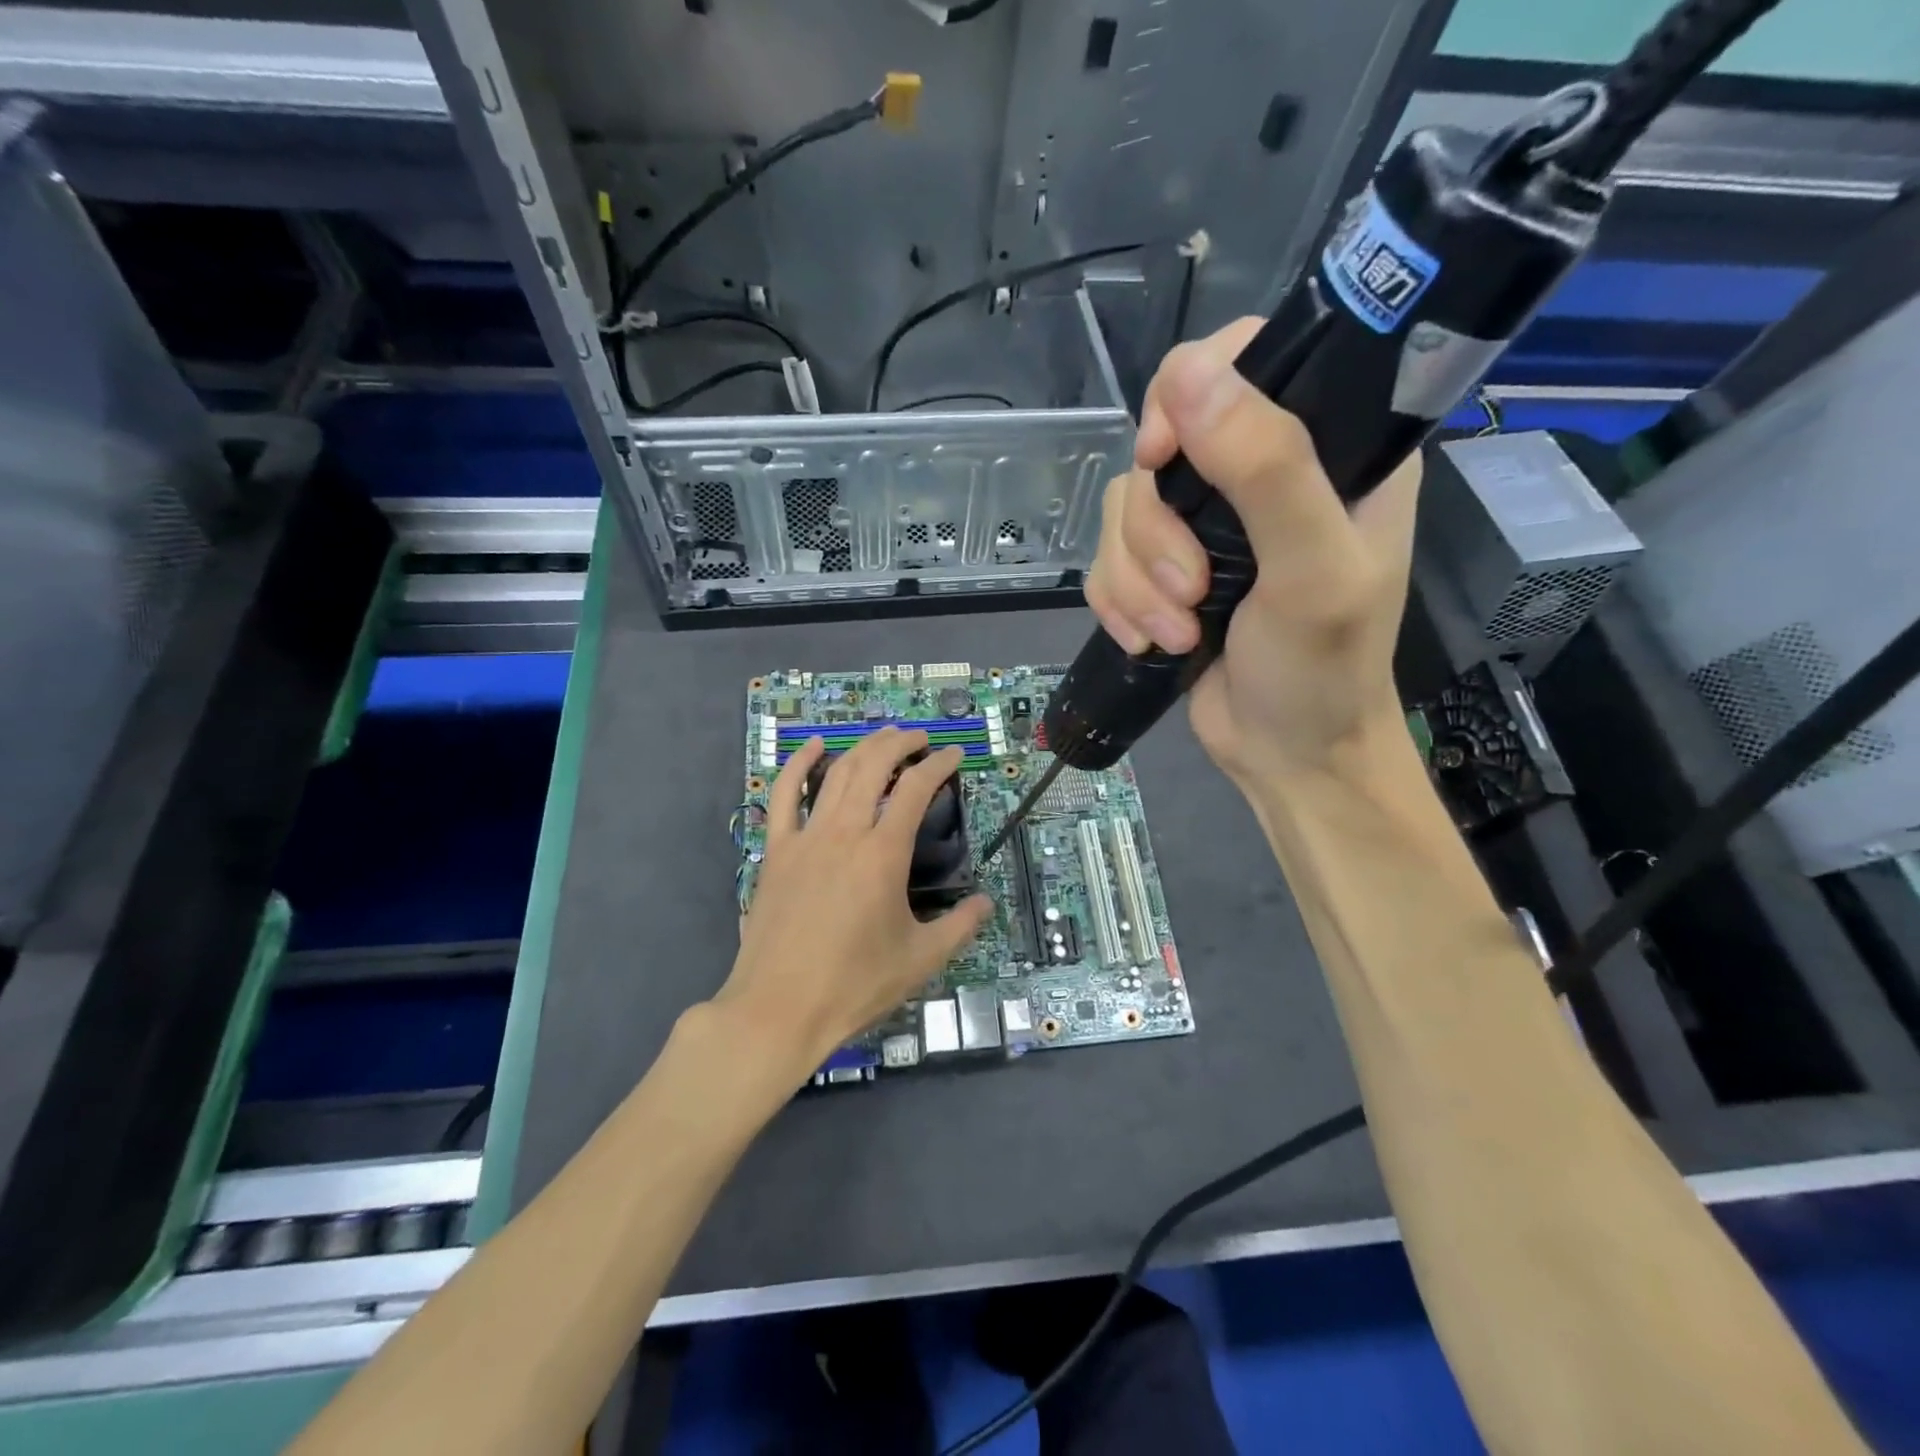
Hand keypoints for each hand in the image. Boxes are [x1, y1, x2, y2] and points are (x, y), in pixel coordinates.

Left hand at [714, 727, 992, 1076]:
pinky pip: (784, 795)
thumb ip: (959, 927)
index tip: (954, 755)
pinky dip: (799, 764)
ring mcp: (805, 838)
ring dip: (862, 748)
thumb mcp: (920, 960)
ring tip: (883, 737)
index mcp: (883, 854)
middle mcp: (845, 832)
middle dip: (900, 743)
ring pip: (835, 774)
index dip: (939, 765)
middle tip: (920, 738)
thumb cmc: (854, 986)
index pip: (916, 789)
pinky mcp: (777, 851)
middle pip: (873, 766)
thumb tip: (986, 903)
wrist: (779, 1009)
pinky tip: (813, 746)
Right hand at [1084, 317, 1421, 792]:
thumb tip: (1187, 376)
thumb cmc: (1322, 668)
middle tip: (1193, 592)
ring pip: (1124, 510)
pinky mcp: (1163, 571)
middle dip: (1158, 533)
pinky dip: (1118, 603)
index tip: (1163, 458)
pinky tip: (1151, 641)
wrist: (1286, 755)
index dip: (1186, 396)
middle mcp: (1259, 473)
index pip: (1241, 360)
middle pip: (1160, 447)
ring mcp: (1204, 526)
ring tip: (1177, 633)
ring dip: (1138, 582)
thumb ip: (1266, 468)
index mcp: (1325, 446)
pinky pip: (1107, 560)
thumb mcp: (1312, 569)